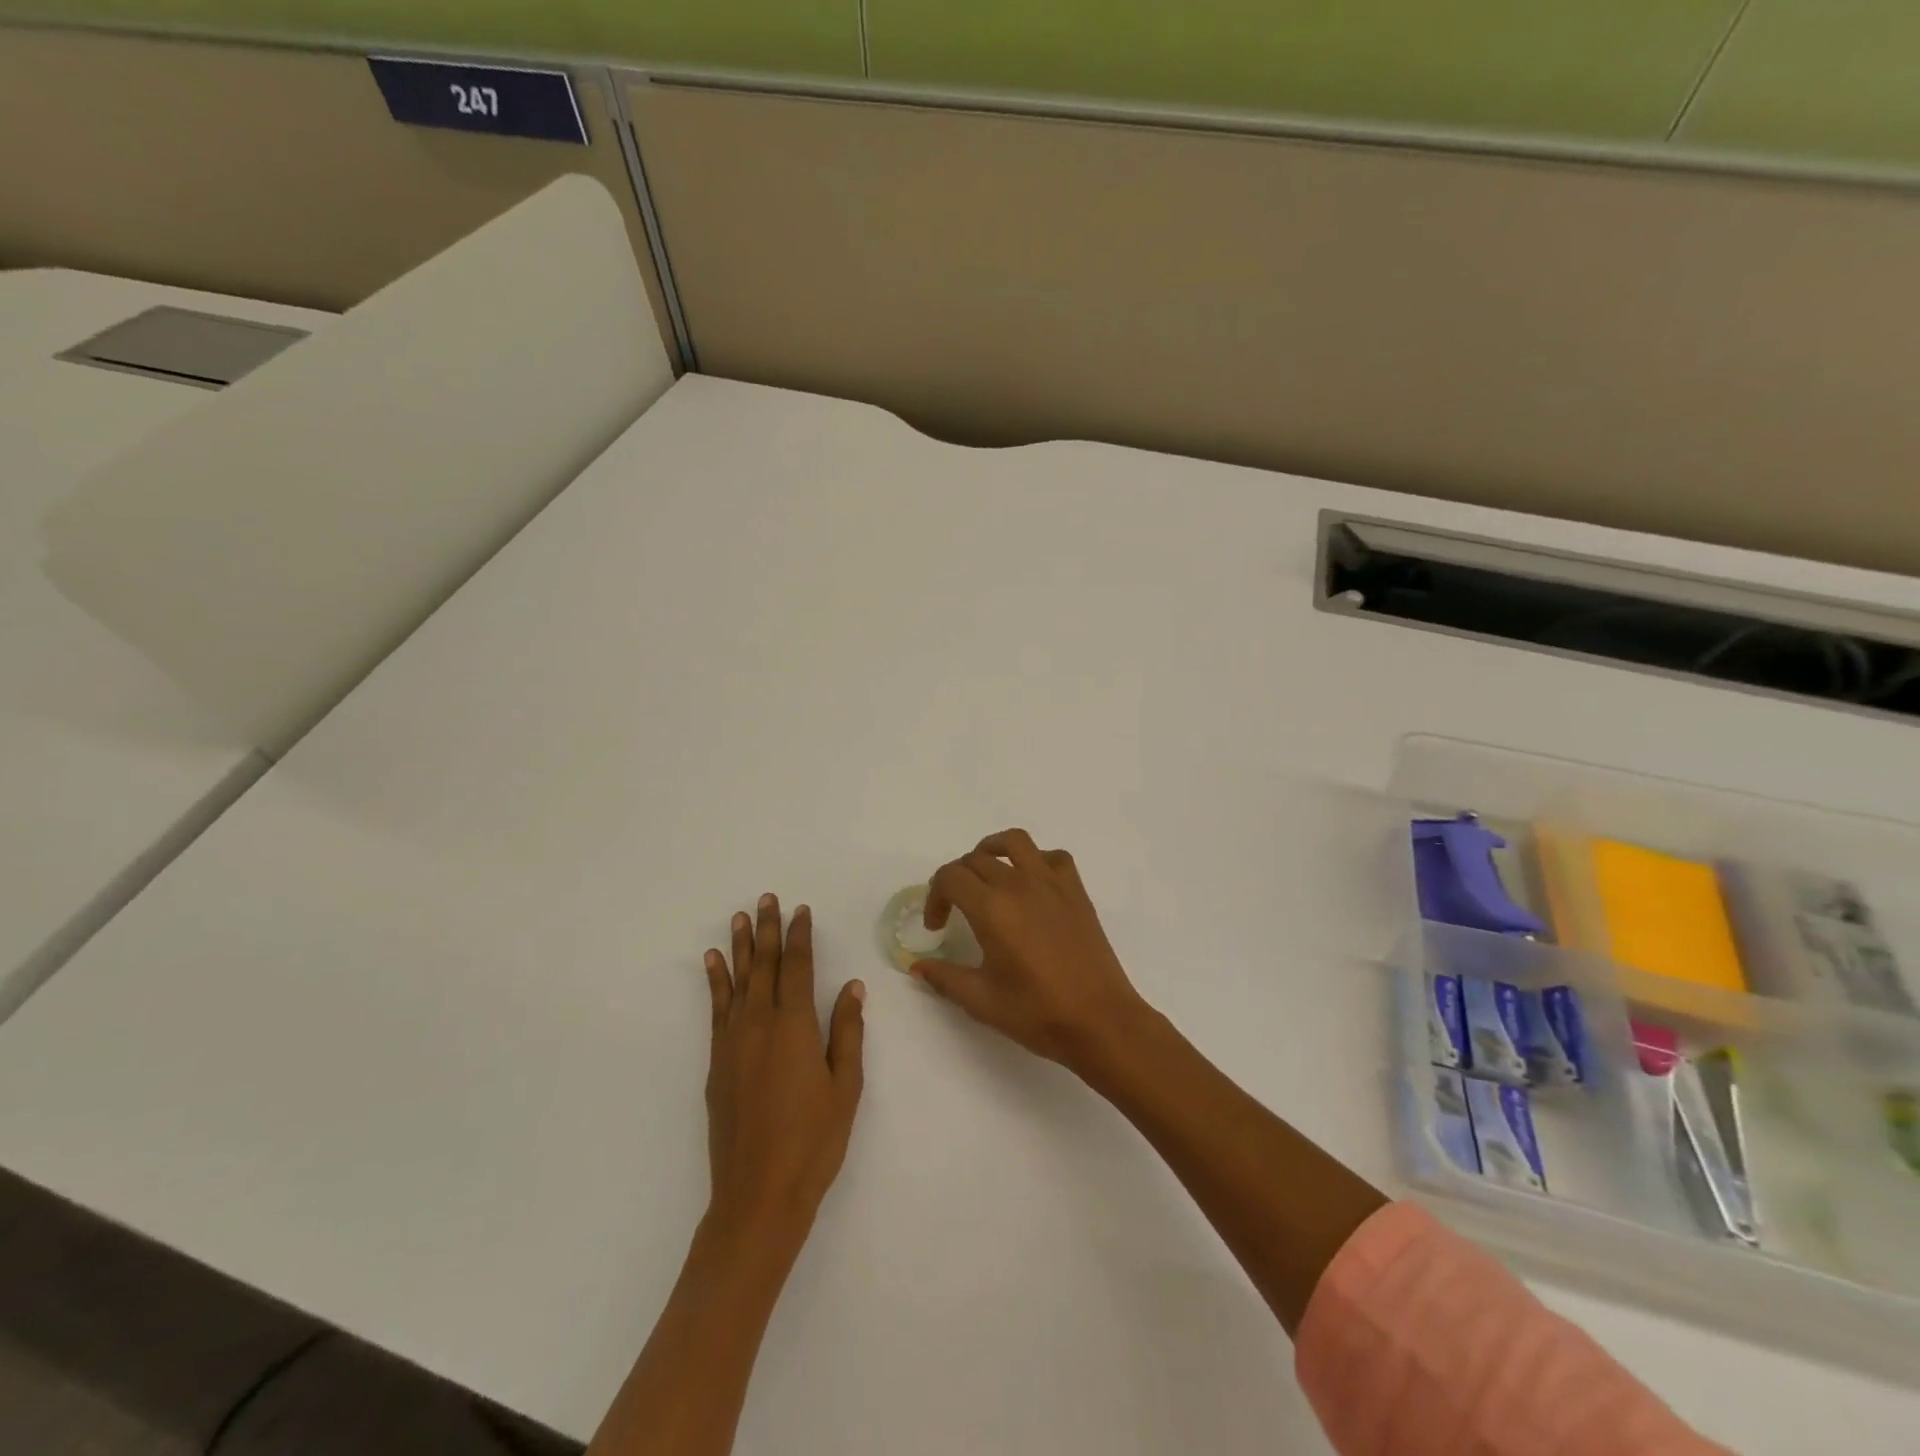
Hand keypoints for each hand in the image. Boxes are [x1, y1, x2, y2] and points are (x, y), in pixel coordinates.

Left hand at [703, 895, 865, 1258]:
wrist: (758, 1196)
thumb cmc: (813, 1142)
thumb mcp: (845, 1087)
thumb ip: (847, 1033)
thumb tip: (851, 987)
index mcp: (795, 1027)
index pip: (797, 968)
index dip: (800, 936)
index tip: (801, 910)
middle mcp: (760, 1025)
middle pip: (765, 966)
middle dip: (768, 930)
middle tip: (766, 899)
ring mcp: (733, 1043)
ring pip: (738, 982)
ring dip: (741, 947)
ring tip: (739, 918)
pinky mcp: (717, 1063)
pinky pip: (717, 1010)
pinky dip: (716, 982)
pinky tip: (714, 964)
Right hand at [912, 830, 1149, 1071]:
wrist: (1101, 1020)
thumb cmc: (1038, 1013)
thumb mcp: (982, 1001)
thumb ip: (945, 978)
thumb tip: (917, 966)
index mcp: (991, 908)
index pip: (950, 877)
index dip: (935, 897)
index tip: (937, 927)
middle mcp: (1019, 884)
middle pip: (975, 859)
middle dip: (956, 880)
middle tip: (955, 910)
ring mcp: (1051, 883)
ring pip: (1014, 842)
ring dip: (992, 851)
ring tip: (986, 876)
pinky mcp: (1076, 890)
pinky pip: (1052, 856)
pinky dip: (1035, 860)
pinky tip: (1031, 885)